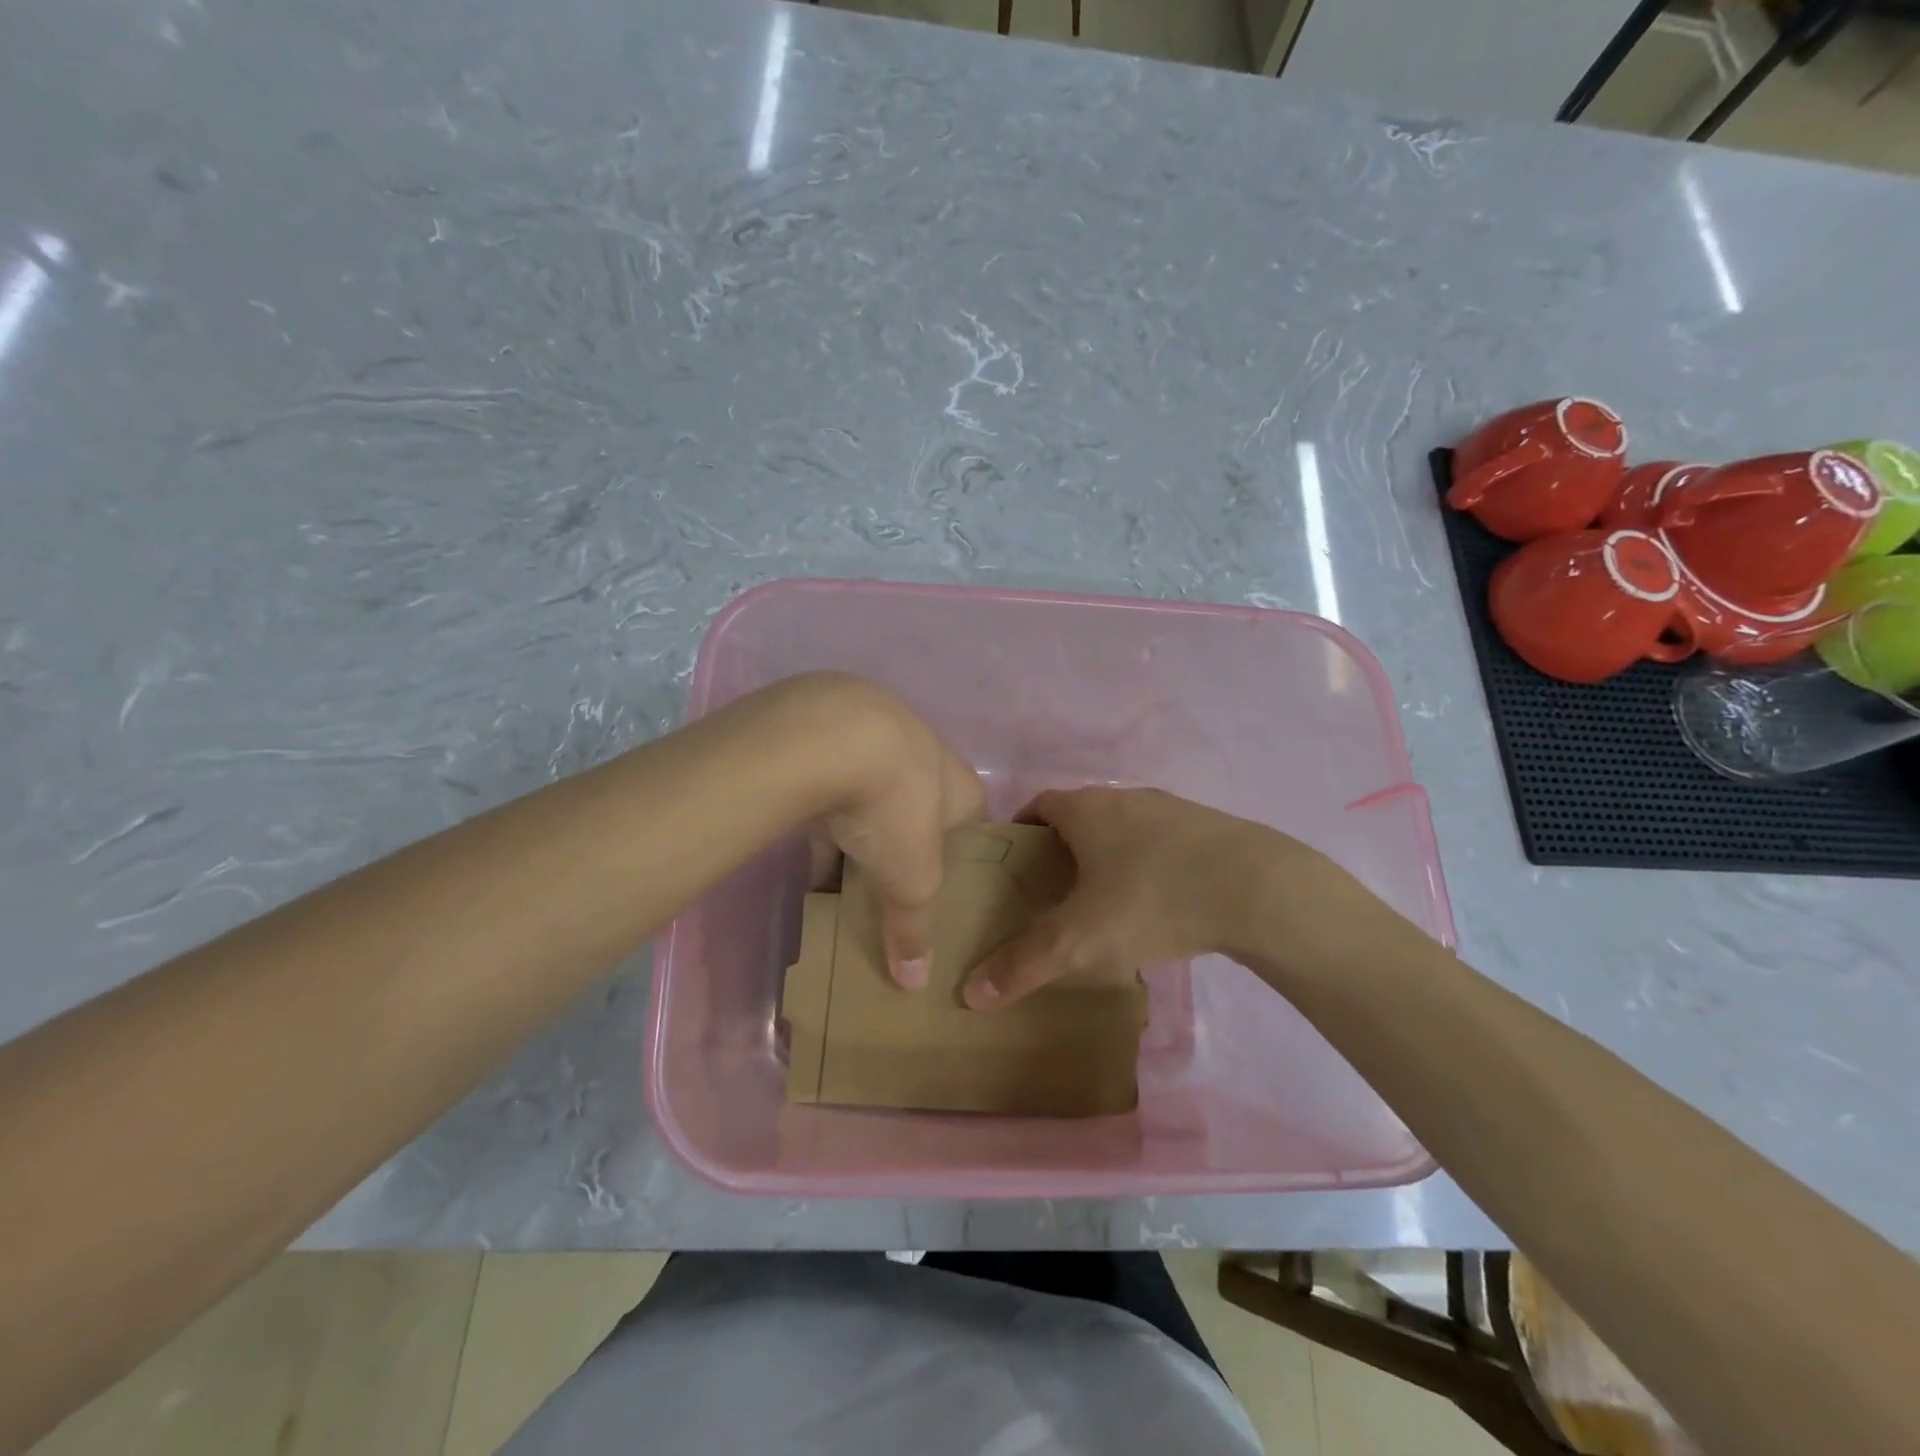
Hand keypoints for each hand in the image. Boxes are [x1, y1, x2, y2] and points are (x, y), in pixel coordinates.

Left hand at [788, 674, 985, 988]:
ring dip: (863, 833)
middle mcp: (928, 756)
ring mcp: (879, 738)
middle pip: (922, 810)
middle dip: (907, 846)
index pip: (974, 824)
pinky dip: (825, 820)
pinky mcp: (832, 736)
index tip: (945, 889)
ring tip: (846, 878)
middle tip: (892, 885)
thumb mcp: (911, 879)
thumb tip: (915, 984)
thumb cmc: (895, 807)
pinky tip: (808, 855)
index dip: (962, 858)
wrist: (831, 734)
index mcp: (963, 786)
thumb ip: (913, 929)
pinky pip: (834, 789)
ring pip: (876, 797)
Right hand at [960, 786, 1347, 1008]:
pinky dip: (1146, 864)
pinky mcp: (1206, 828)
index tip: (1012, 869)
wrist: (1259, 887)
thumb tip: (970, 994)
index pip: (1036, 807)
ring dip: (1105, 856)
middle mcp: (1123, 797)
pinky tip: (1157, 903)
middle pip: (1078, 817)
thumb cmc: (1153, 899)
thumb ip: (1024, 963)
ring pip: (1121, 828)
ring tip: (1102, 902)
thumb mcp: (1081, 939)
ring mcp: (1169, 808)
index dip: (1019, 834)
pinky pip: (1159, 841)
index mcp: (1085, 809)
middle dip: (1060, 850)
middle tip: (1050, 893)